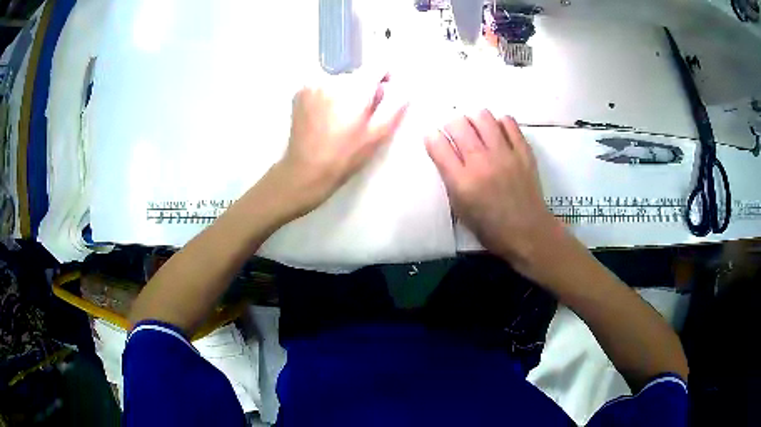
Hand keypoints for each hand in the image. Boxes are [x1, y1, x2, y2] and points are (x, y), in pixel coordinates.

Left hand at [266, 77, 406, 220]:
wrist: (305, 170)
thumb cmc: (344, 156)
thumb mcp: (378, 135)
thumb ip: (395, 106)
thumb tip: (405, 88)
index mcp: (354, 88)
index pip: (378, 65)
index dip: (385, 77)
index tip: (384, 93)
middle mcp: (332, 78)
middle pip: (357, 74)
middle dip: (363, 88)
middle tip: (359, 115)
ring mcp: (312, 83)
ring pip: (339, 79)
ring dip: (344, 91)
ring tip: (340, 118)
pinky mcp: (300, 91)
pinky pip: (322, 85)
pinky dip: (328, 94)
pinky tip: (325, 116)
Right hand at [425, 110, 563, 275]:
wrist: (528, 232)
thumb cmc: (490, 227)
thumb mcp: (460, 208)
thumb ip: (450, 178)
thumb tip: (446, 152)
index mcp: (462, 182)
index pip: (437, 144)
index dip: (432, 137)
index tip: (435, 139)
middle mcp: (481, 162)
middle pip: (458, 124)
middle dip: (451, 124)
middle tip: (455, 134)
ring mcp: (505, 154)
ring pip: (482, 116)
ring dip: (473, 119)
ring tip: (476, 130)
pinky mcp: (524, 151)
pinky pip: (508, 122)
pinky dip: (499, 123)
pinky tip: (497, 133)